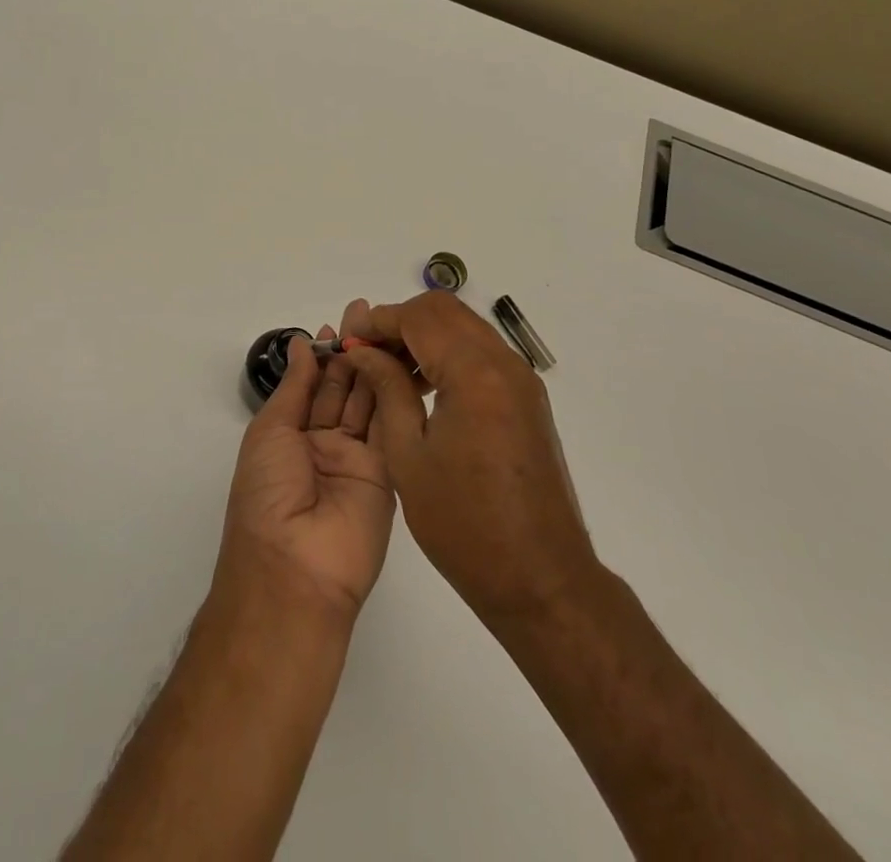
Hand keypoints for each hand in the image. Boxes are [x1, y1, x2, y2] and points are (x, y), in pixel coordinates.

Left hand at [214, 322, 395, 623]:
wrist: (295, 568)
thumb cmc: (267, 494)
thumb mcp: (271, 432)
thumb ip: (295, 387)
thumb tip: (300, 345)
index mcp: (291, 437)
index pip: (313, 386)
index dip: (325, 354)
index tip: (339, 322)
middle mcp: (325, 445)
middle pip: (344, 390)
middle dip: (353, 352)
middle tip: (368, 314)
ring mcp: (359, 460)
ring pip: (370, 403)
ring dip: (376, 366)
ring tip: (386, 327)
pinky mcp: (389, 474)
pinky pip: (391, 428)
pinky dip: (396, 395)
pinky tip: (400, 362)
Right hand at [340, 293, 598, 625]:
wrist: (541, 579)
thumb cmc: (464, 524)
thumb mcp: (408, 455)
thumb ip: (386, 389)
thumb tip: (363, 351)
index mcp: (474, 374)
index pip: (419, 317)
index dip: (378, 321)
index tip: (349, 342)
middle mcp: (504, 364)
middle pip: (445, 311)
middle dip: (401, 321)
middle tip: (368, 352)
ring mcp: (521, 380)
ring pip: (464, 327)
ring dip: (425, 336)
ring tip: (389, 370)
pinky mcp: (527, 398)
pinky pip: (481, 353)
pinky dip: (448, 354)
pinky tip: (424, 388)